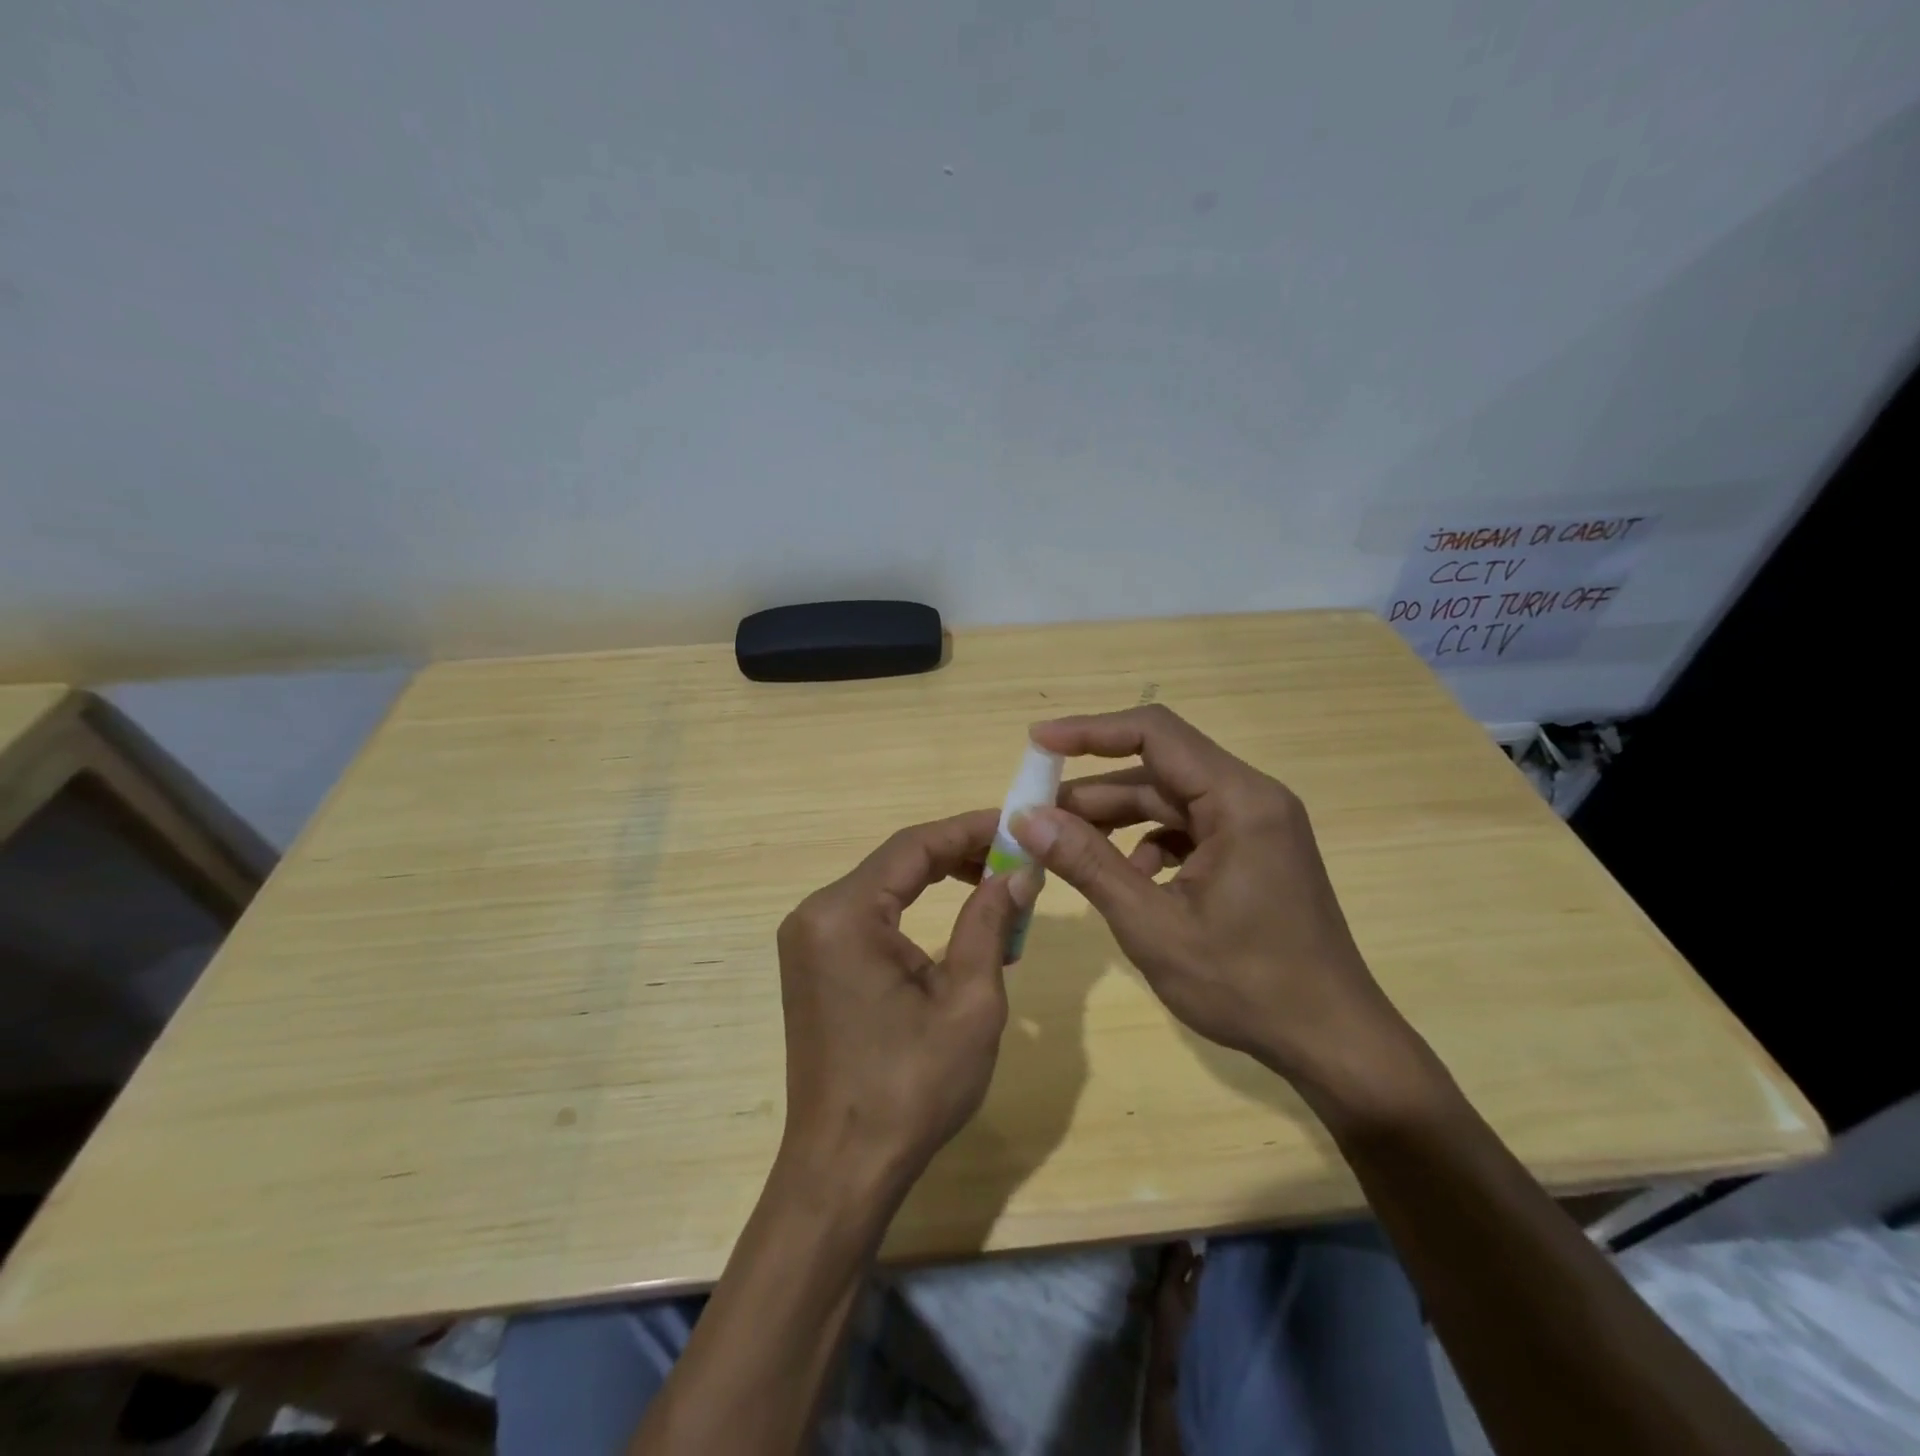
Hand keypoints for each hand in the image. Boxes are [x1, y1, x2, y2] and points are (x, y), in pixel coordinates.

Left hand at [775, 810, 1037, 1201]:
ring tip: (996, 887)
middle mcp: (816, 914)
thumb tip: (1018, 873)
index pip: (914, 846)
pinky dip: (915, 911)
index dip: (970, 829)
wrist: (844, 1168)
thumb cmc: (912, 1087)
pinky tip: (958, 923)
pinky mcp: (814, 964)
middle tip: (1014, 859)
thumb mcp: (969, 1001)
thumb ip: (989, 923)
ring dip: (939, 881)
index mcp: (845, 914)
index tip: (1017, 825)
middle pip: (896, 861)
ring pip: (885, 887)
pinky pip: (870, 917)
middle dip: (958, 854)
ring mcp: (808, 940)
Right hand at [1010, 705, 1416, 1104]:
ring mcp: (1255, 827)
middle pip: (1159, 769)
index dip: (1090, 732)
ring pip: (1170, 802)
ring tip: (1066, 847)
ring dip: (1117, 820)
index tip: (1038, 743)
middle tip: (1036, 813)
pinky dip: (1149, 845)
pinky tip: (1129, 880)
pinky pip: (1188, 830)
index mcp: (1239, 801)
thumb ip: (1089, 864)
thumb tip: (1028, 818)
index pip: (1155, 733)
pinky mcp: (1252, 853)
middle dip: (1094, 790)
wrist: (1333, 1043)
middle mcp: (1251, 798)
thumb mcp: (1153, 925)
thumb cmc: (1247, 985)